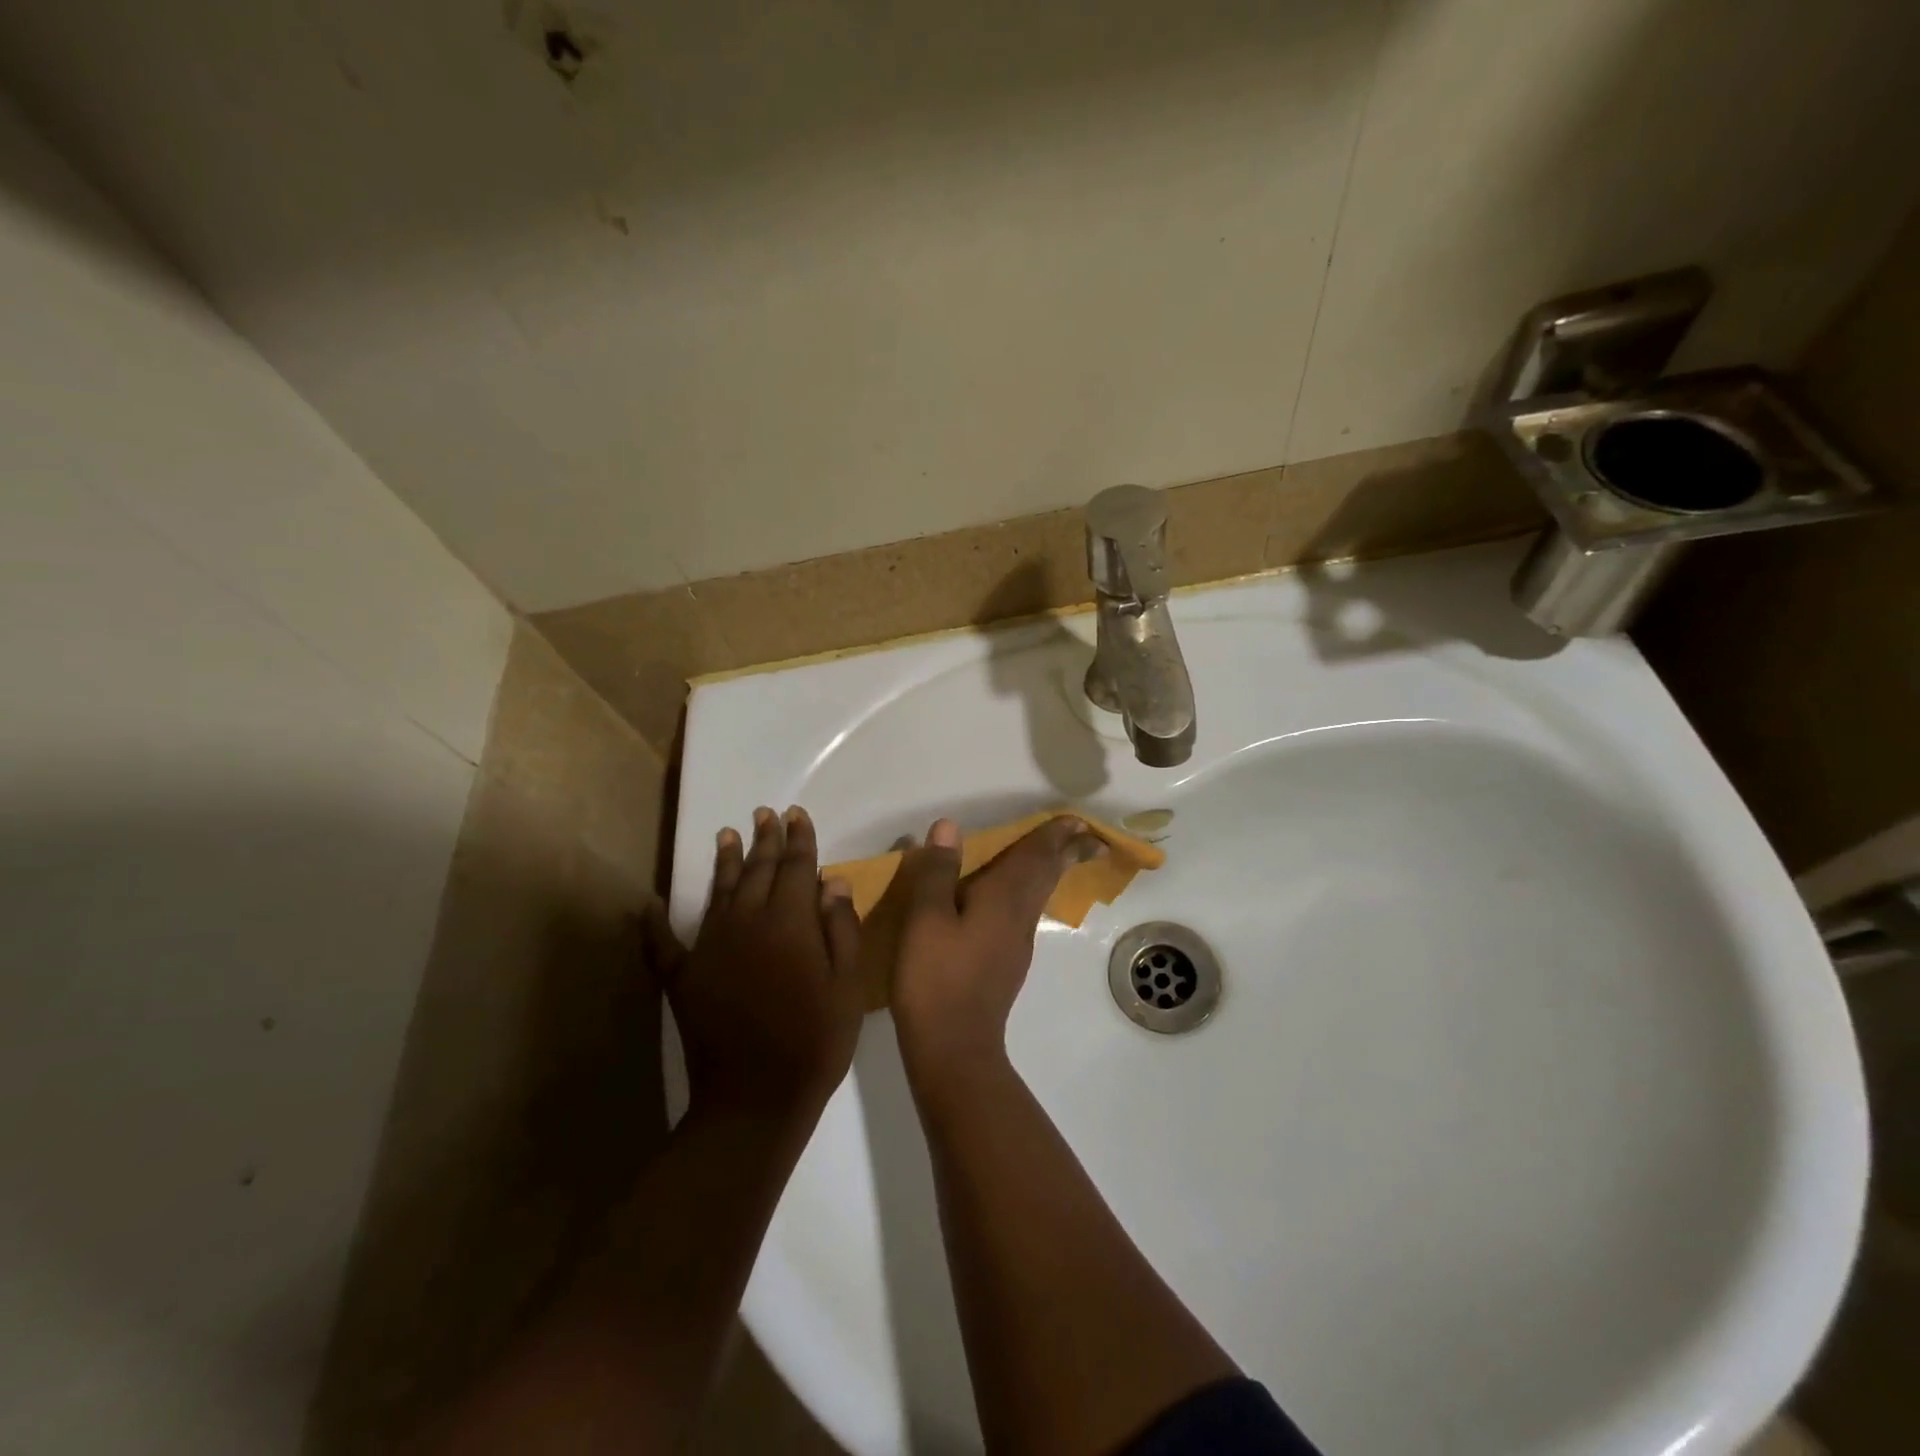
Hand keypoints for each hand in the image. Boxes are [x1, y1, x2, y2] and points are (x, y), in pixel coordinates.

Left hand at [645, 806, 863, 1121]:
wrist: (755, 1099)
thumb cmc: (815, 1040)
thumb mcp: (847, 985)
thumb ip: (840, 928)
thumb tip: (831, 880)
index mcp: (789, 922)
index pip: (796, 866)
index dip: (799, 839)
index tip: (797, 814)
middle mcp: (747, 923)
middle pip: (758, 870)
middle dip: (765, 839)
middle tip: (765, 813)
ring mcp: (710, 948)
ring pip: (719, 891)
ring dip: (725, 861)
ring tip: (727, 833)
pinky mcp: (683, 978)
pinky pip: (664, 944)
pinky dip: (656, 924)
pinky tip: (649, 905)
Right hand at [881, 816, 1102, 1090]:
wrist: (952, 1047)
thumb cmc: (936, 978)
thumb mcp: (925, 919)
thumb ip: (937, 872)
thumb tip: (949, 827)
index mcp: (1003, 899)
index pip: (1036, 857)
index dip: (1055, 836)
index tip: (1077, 820)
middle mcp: (1018, 917)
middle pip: (1048, 876)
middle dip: (1068, 853)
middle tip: (1089, 837)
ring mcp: (1016, 943)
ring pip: (1039, 895)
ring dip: (1052, 871)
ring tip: (1058, 856)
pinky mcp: (1006, 963)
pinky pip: (1025, 912)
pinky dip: (1031, 892)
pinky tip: (1016, 899)